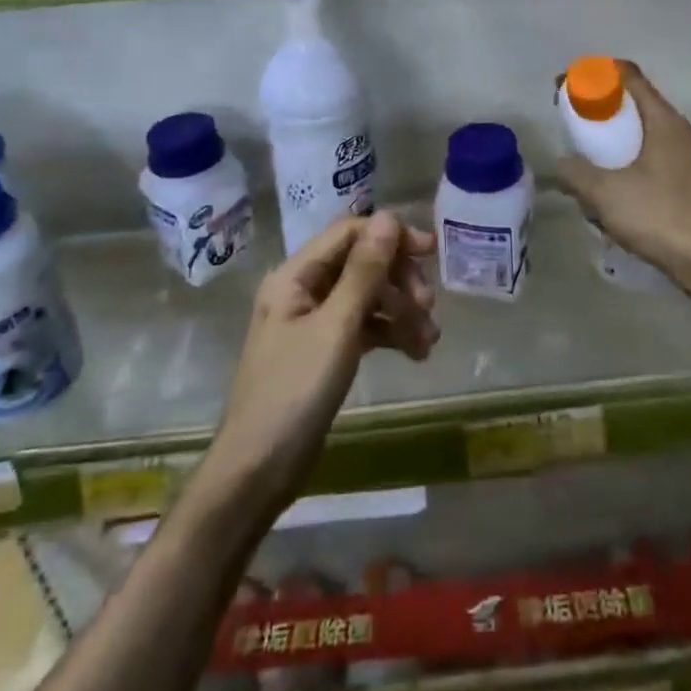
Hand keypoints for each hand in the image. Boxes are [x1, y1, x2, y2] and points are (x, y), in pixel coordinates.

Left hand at [205, 212, 437, 511]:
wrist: (258, 472)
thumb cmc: (293, 393)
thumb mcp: (336, 328)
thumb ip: (364, 271)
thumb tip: (389, 217)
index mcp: (295, 276)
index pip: (348, 234)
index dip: (391, 237)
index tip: (431, 252)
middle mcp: (303, 290)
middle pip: (361, 264)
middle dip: (399, 280)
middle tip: (428, 306)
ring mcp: (314, 322)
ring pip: (367, 297)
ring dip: (401, 311)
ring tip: (429, 340)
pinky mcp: (326, 351)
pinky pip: (364, 327)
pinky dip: (390, 334)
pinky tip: (417, 353)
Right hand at [556, 63, 690, 304]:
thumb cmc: (659, 216)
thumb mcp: (605, 192)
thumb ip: (576, 172)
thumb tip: (561, 164)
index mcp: (663, 120)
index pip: (629, 76)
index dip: (595, 74)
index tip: (568, 85)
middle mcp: (678, 131)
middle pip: (633, 104)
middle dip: (599, 111)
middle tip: (571, 124)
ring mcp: (685, 157)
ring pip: (640, 135)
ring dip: (611, 142)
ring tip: (585, 163)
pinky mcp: (685, 182)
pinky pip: (648, 159)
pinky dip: (625, 165)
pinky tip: (609, 193)